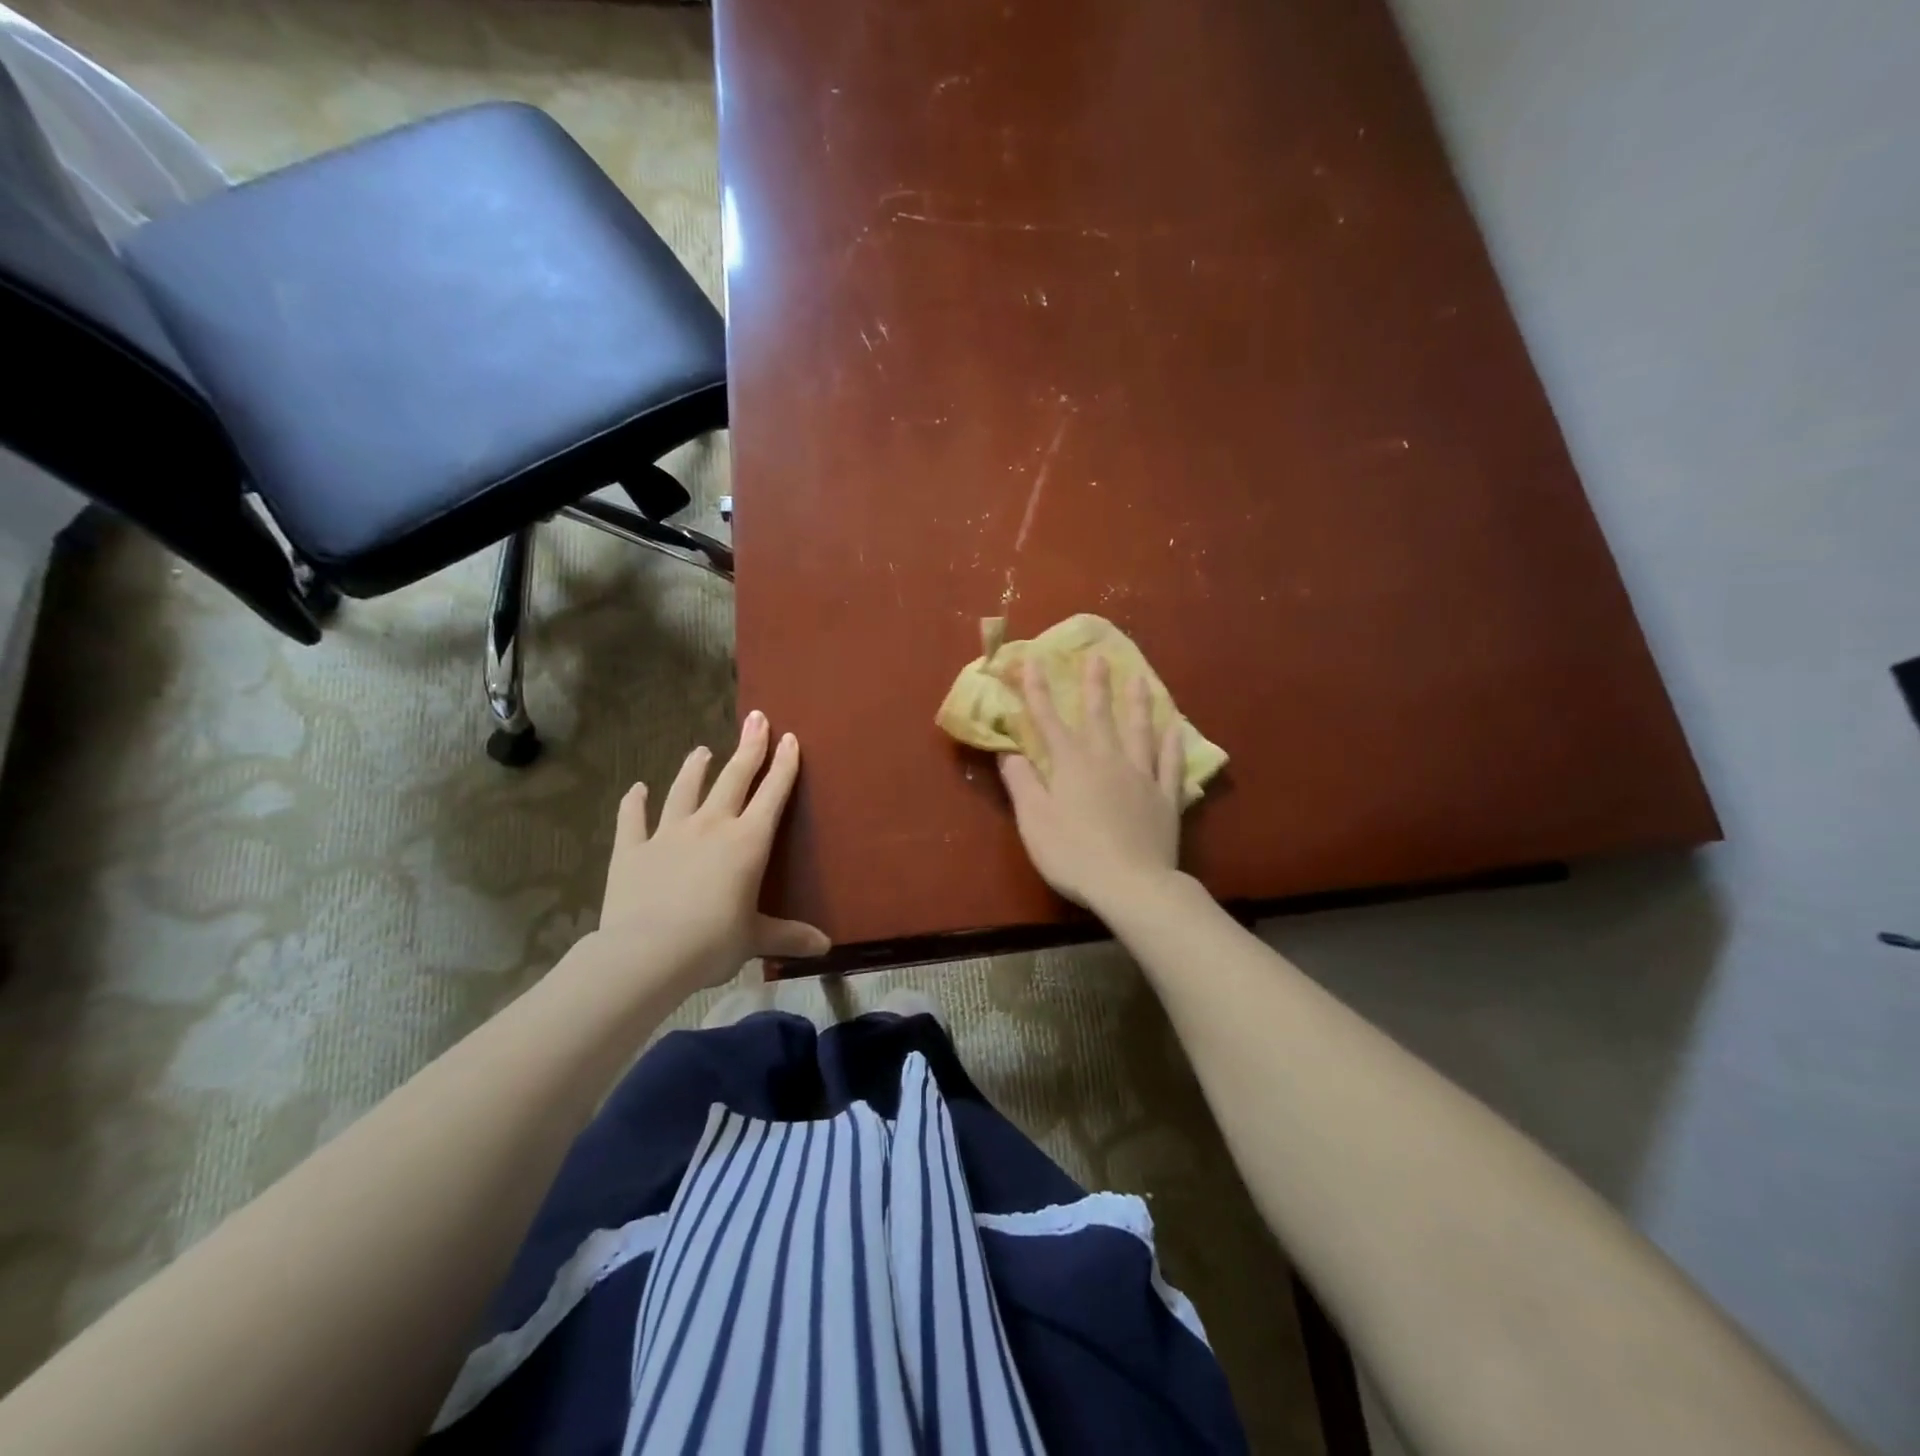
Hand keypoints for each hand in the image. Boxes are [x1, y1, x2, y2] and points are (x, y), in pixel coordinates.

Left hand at [597, 711, 828, 993]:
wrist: (647, 953)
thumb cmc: (712, 943)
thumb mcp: (756, 939)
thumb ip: (789, 936)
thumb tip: (825, 948)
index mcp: (747, 842)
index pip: (772, 795)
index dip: (784, 765)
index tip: (789, 738)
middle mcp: (711, 826)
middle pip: (734, 778)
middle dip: (748, 747)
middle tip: (756, 719)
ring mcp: (668, 834)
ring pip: (685, 790)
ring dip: (695, 768)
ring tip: (702, 750)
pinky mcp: (633, 849)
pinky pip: (634, 819)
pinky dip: (634, 803)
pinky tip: (636, 789)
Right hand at [999, 655, 1185, 911]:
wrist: (1131, 884)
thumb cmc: (1073, 854)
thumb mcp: (1034, 821)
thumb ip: (1021, 783)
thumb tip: (1008, 752)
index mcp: (1072, 765)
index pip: (1049, 721)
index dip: (1037, 691)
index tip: (1033, 661)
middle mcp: (1108, 760)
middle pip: (1100, 716)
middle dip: (1095, 685)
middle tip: (1099, 655)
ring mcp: (1141, 777)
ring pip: (1140, 731)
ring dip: (1138, 703)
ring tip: (1139, 678)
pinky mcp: (1165, 798)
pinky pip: (1170, 763)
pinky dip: (1172, 743)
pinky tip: (1175, 726)